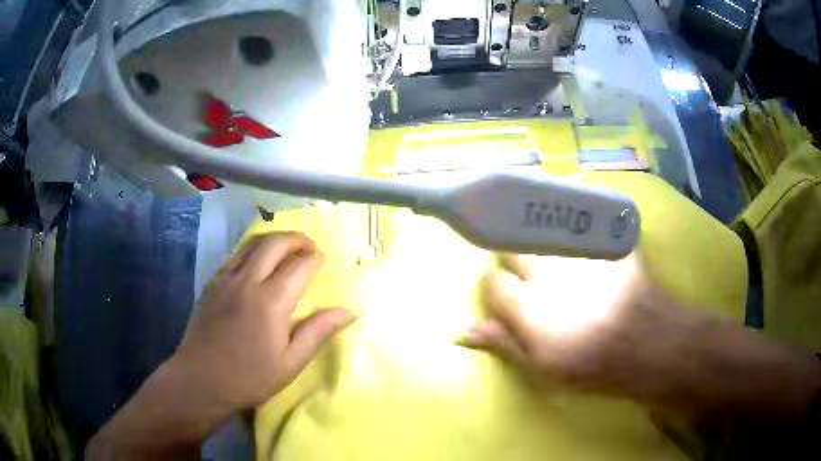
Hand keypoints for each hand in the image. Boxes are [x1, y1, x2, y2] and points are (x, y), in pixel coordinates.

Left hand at [174, 232, 356, 409]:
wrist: (201, 379)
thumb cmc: (249, 377)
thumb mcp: (290, 363)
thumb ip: (317, 333)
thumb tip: (348, 312)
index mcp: (271, 302)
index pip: (300, 266)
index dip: (315, 259)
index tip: (323, 260)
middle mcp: (248, 281)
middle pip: (275, 243)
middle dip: (297, 239)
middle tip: (309, 246)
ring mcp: (226, 279)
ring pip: (253, 243)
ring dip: (274, 239)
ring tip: (287, 248)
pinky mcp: (212, 283)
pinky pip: (236, 255)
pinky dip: (253, 249)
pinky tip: (258, 262)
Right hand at [458, 253, 690, 399]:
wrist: (647, 344)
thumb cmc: (592, 366)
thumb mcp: (542, 368)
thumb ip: (504, 343)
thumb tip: (461, 331)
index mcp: (527, 305)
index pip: (492, 282)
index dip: (496, 288)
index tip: (506, 296)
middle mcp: (547, 272)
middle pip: (515, 249)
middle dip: (514, 259)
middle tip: (529, 276)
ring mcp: (577, 254)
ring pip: (543, 237)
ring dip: (541, 246)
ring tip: (554, 260)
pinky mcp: (602, 243)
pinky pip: (578, 229)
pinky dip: (574, 236)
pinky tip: (582, 249)